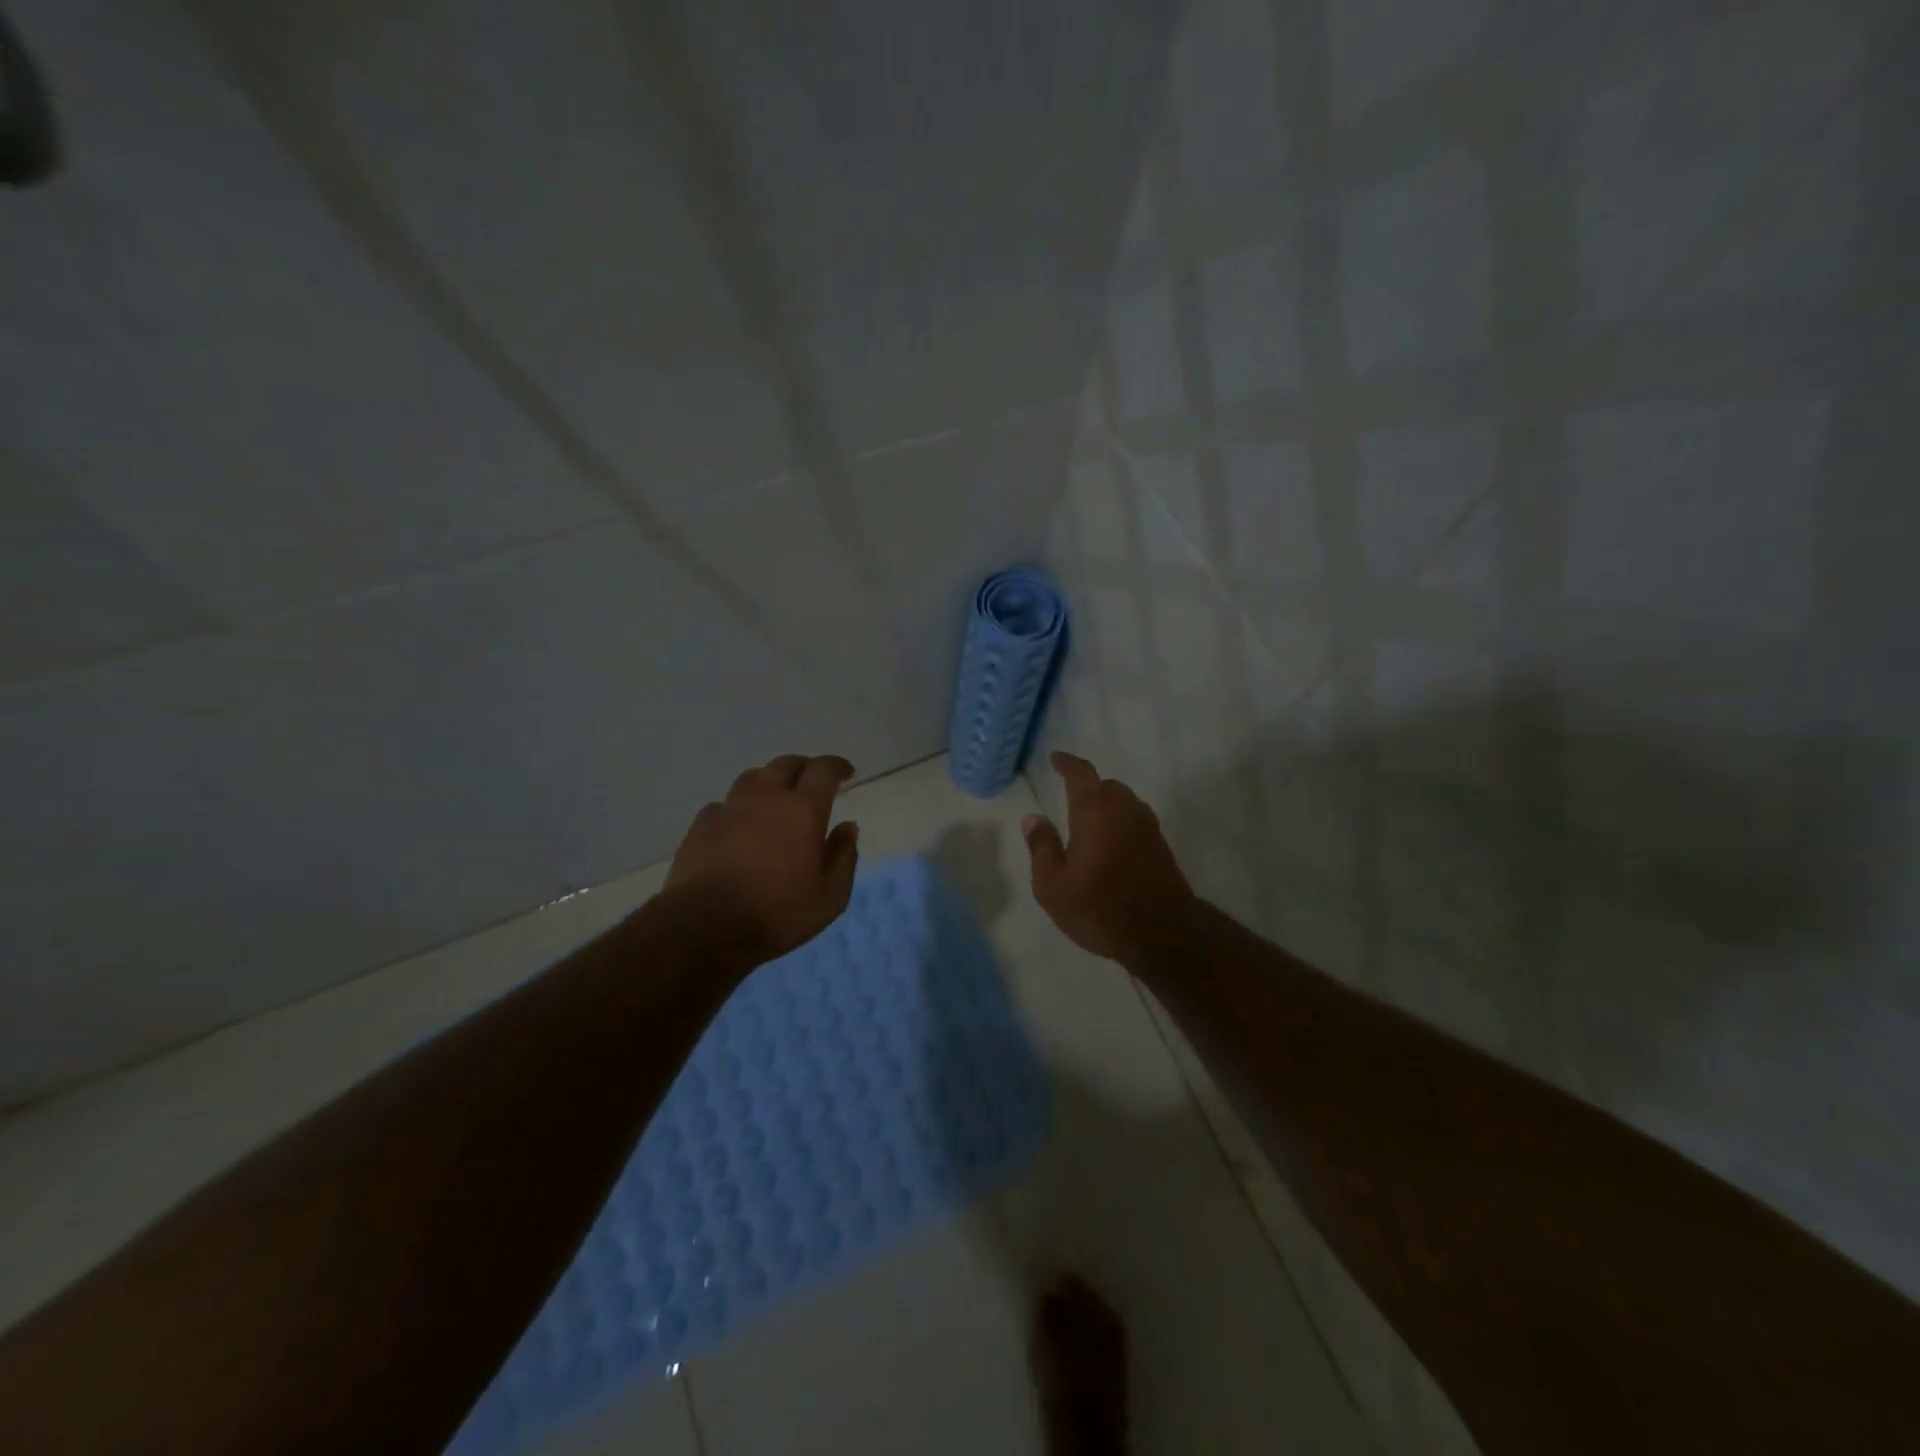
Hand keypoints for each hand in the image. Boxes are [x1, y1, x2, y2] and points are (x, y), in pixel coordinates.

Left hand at [666, 753, 860, 969]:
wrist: (704, 926)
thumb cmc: (776, 913)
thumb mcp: (829, 897)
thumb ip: (843, 857)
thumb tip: (848, 827)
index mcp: (803, 810)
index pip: (823, 770)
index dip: (836, 766)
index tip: (846, 772)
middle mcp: (766, 797)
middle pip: (786, 764)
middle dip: (804, 767)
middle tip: (812, 781)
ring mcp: (730, 808)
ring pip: (753, 778)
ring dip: (770, 782)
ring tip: (775, 798)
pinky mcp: (701, 824)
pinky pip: (724, 804)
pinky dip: (738, 809)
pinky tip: (738, 826)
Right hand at [1022, 751, 1195, 964]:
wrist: (1164, 933)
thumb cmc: (1100, 908)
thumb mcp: (1053, 886)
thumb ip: (1042, 847)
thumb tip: (1033, 818)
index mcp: (1094, 812)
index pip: (1081, 774)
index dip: (1067, 763)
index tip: (1056, 758)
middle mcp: (1124, 810)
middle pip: (1106, 785)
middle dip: (1088, 786)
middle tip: (1069, 797)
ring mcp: (1147, 827)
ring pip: (1125, 802)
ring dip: (1107, 804)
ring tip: (1089, 822)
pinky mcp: (1161, 846)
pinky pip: (1136, 820)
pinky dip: (1121, 822)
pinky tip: (1111, 843)